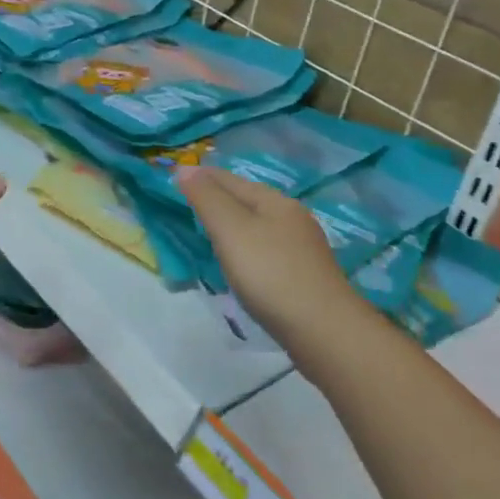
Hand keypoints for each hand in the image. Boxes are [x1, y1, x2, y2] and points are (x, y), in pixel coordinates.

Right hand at [177, 166, 364, 347]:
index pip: (229, 179)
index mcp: (274, 201)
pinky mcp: (304, 274)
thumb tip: (185, 168)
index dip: (201, 176)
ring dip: (233, 222)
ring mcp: (301, 247)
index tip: (175, 176)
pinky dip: (246, 245)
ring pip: (258, 223)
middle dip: (218, 197)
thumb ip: (207, 198)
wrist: (324, 331)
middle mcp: (291, 217)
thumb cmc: (270, 274)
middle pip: (246, 198)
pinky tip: (240, 259)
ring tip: (209, 229)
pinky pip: (266, 247)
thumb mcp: (231, 230)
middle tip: (188, 202)